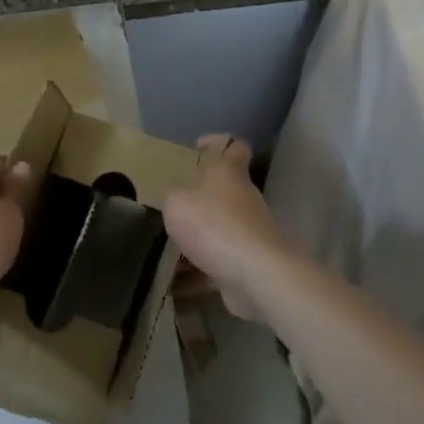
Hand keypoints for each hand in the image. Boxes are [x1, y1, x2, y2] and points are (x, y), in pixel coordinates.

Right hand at [164, 135, 299, 324]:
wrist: (257, 275)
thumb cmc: (214, 226)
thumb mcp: (177, 204)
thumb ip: (173, 198)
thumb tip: (177, 201)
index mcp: (230, 174)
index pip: (234, 148)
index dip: (217, 143)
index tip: (198, 147)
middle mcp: (245, 198)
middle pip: (225, 191)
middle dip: (199, 198)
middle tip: (172, 205)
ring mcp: (251, 232)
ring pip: (220, 228)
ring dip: (199, 237)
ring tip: (167, 247)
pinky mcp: (250, 262)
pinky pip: (219, 261)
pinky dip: (200, 269)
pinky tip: (176, 280)